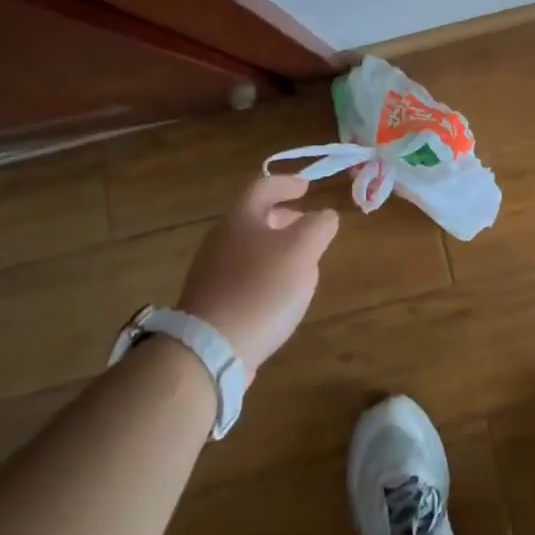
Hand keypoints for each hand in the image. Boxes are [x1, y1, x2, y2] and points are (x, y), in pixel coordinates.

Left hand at [177, 175, 339, 377]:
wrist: (209, 351)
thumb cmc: (261, 289)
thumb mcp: (302, 250)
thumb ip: (319, 226)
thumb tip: (325, 216)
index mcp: (240, 218)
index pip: (263, 185)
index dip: (287, 183)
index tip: (307, 187)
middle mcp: (220, 239)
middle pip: (254, 218)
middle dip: (283, 217)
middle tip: (306, 225)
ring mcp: (210, 272)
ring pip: (248, 248)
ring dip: (275, 248)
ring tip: (299, 263)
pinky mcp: (210, 303)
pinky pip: (242, 277)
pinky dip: (263, 275)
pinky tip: (279, 296)